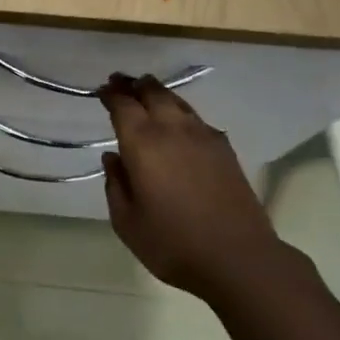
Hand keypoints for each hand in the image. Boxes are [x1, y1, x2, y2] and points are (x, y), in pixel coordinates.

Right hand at [97, 75, 287, 297]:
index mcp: (143, 143)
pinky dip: (180, 111)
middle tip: (121, 81)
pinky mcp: (224, 149)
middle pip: (153, 93)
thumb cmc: (172, 243)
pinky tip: (178, 123)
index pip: (123, 106)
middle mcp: (173, 130)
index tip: (102, 90)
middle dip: (134, 85)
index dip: (111, 95)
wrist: (238, 257)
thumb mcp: (127, 222)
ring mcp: (203, 136)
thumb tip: (113, 158)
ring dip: (158, 93)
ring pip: (177, 102)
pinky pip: (196, 118)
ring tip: (147, 92)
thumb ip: (116, 185)